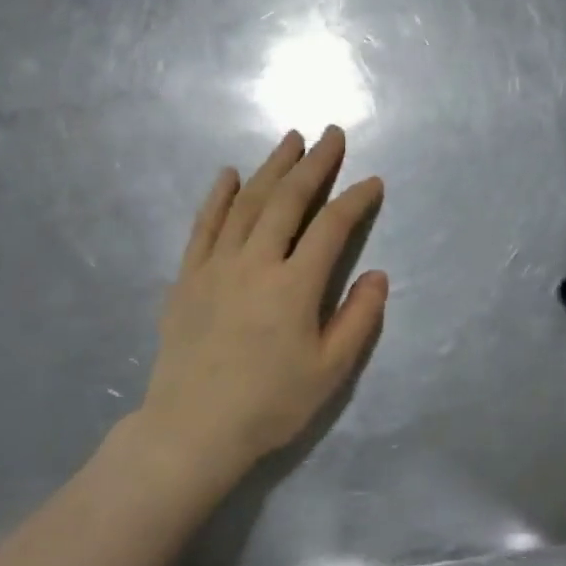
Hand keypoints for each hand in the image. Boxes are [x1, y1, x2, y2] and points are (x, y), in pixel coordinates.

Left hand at [122, 126, 387, 480]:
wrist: (192, 430)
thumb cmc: (270, 404)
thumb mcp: (330, 370)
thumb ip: (359, 319)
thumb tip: (378, 275)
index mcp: (294, 286)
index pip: (331, 227)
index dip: (355, 200)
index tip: (372, 182)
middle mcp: (255, 263)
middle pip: (287, 201)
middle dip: (313, 164)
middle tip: (331, 135)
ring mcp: (216, 267)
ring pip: (246, 203)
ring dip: (271, 168)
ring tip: (290, 140)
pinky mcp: (187, 278)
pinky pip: (203, 226)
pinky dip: (218, 197)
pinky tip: (229, 174)